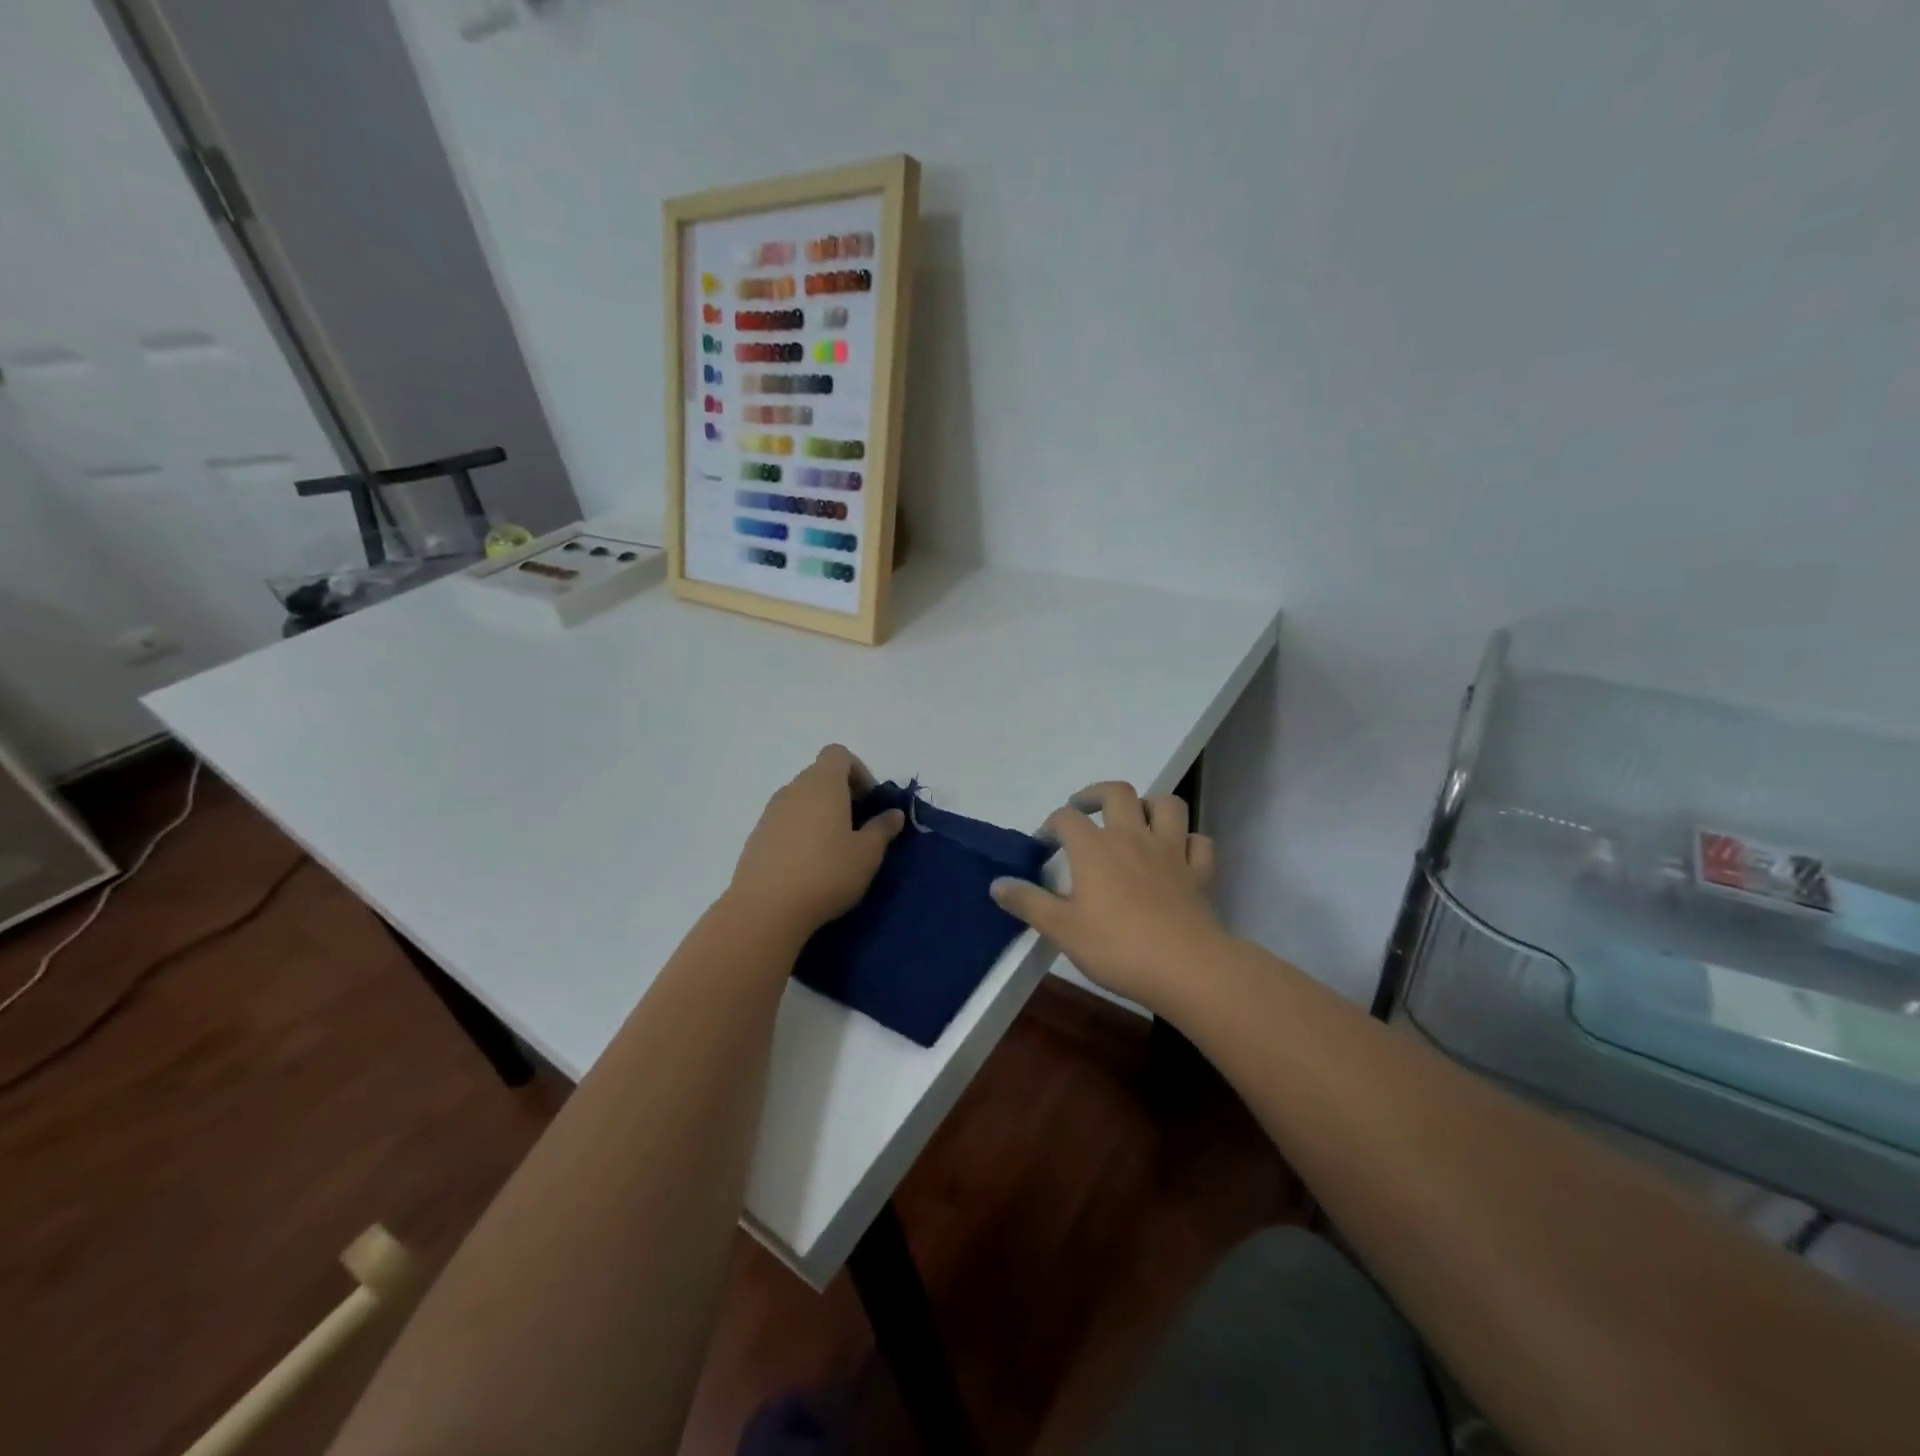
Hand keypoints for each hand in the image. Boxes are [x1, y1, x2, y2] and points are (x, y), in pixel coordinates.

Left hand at [727, 744, 904, 938]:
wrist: (765, 909)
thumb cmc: (826, 873)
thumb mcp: (867, 854)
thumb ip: (882, 829)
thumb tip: (894, 813)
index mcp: (823, 784)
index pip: (838, 754)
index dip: (858, 771)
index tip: (869, 802)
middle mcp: (793, 789)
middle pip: (819, 776)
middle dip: (842, 794)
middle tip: (858, 828)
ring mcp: (770, 812)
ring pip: (801, 800)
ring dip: (820, 814)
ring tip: (834, 850)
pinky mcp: (756, 837)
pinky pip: (785, 822)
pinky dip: (801, 832)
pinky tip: (809, 865)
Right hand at [990, 782, 1223, 1008]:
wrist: (1185, 968)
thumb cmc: (1116, 947)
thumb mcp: (1061, 929)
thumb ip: (1028, 902)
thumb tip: (996, 883)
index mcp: (1094, 848)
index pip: (1066, 818)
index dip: (1051, 825)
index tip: (1044, 845)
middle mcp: (1132, 837)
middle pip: (1117, 792)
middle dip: (1096, 794)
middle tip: (1084, 810)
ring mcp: (1171, 851)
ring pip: (1167, 805)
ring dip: (1149, 805)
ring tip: (1135, 821)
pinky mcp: (1199, 872)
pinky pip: (1199, 842)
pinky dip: (1188, 841)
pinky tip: (1178, 855)